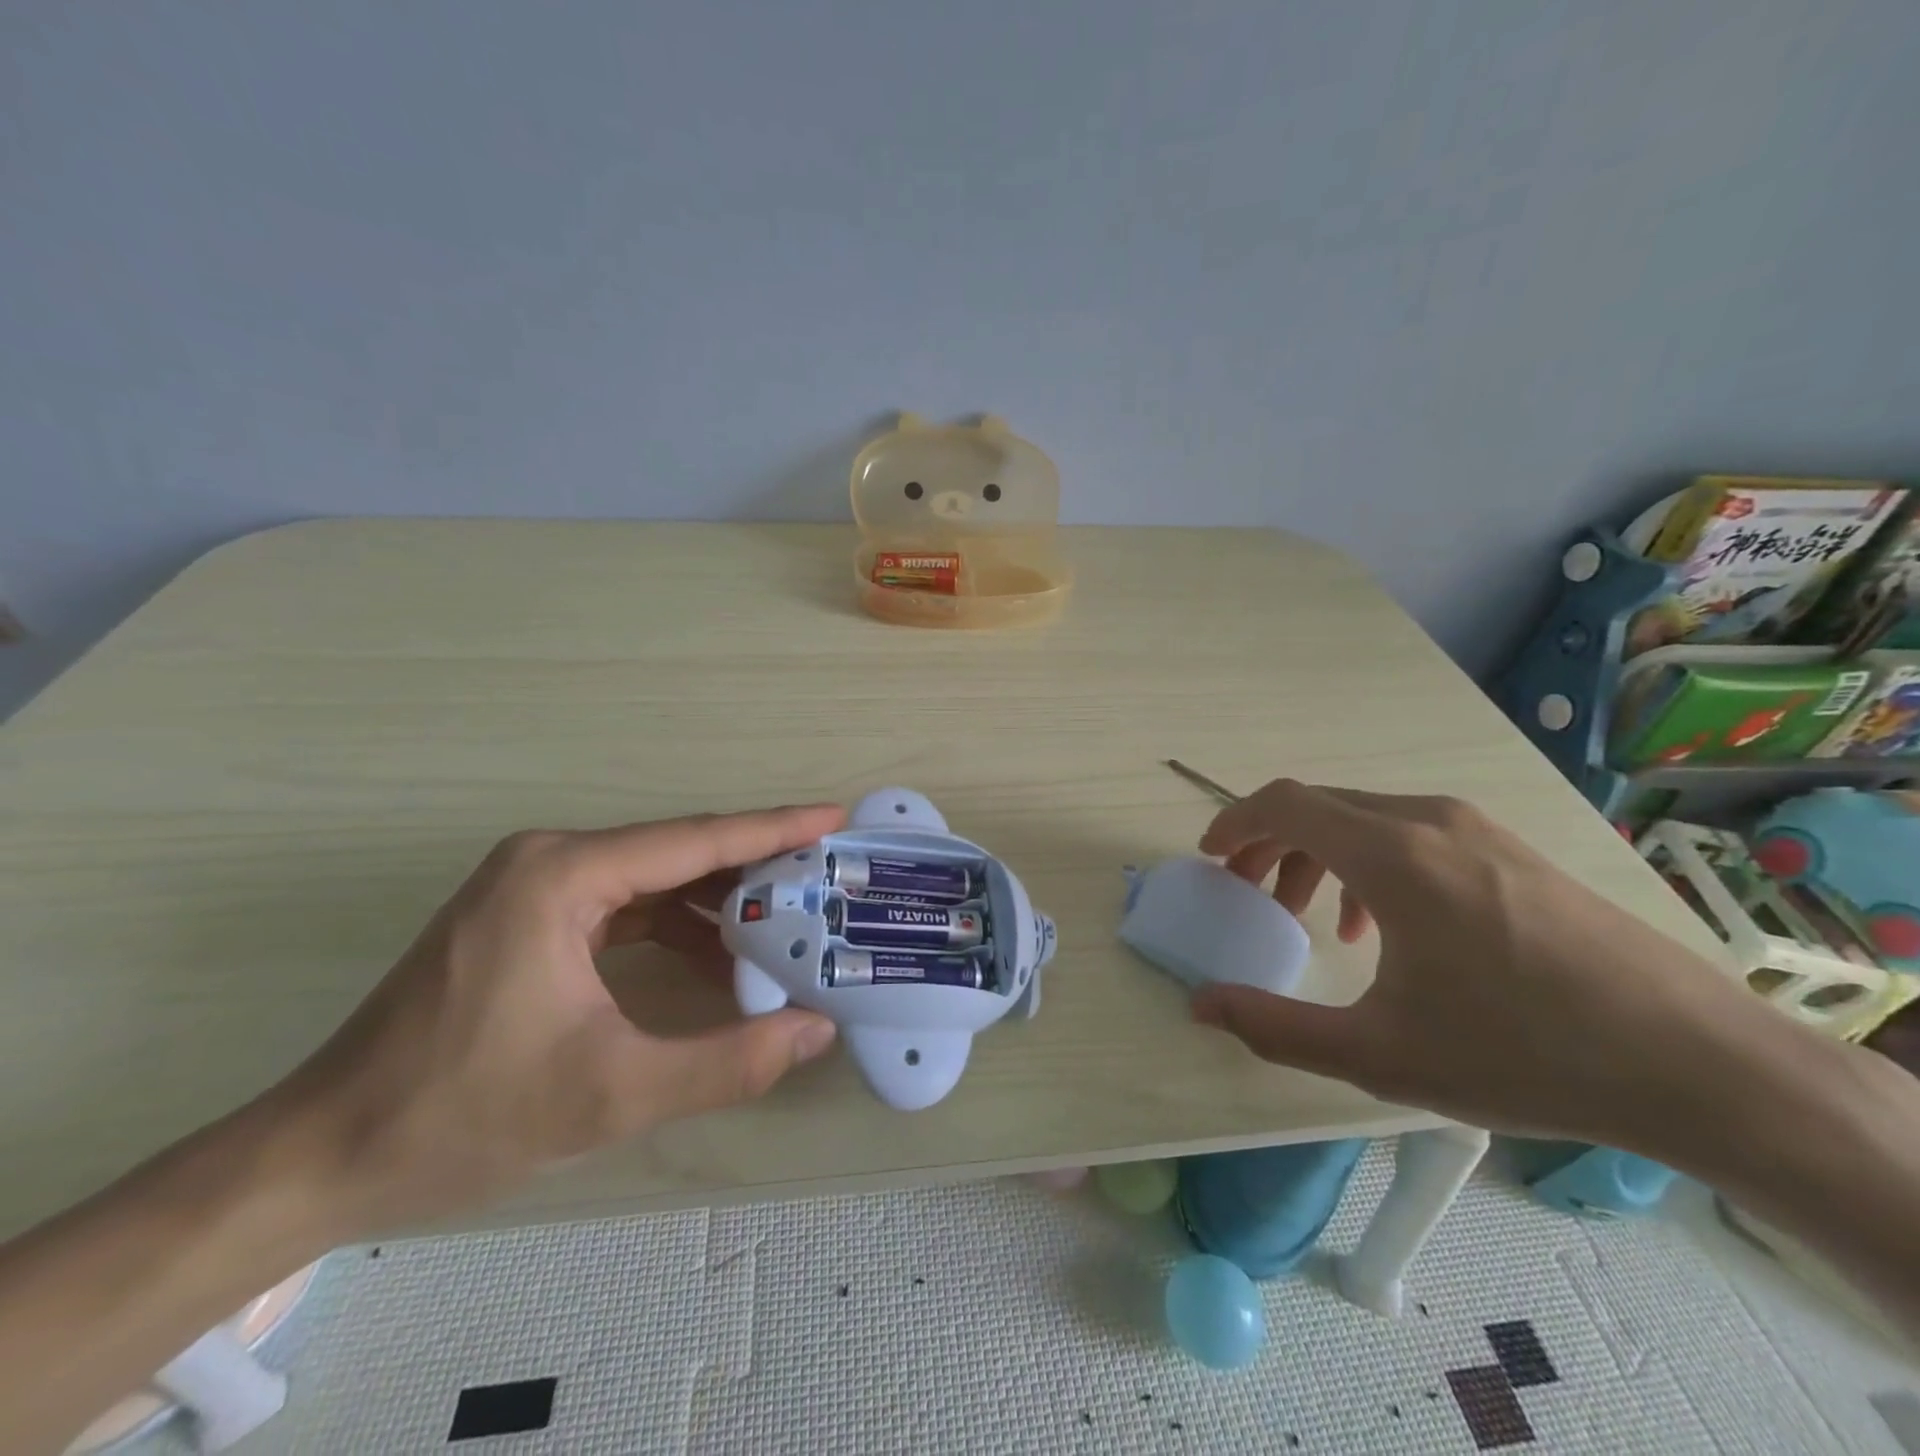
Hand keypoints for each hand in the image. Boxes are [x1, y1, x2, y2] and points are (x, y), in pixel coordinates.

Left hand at [268, 805, 845, 1233]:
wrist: (323, 1157)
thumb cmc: (462, 1116)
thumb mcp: (610, 1095)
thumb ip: (727, 1062)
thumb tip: (816, 1031)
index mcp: (563, 876)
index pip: (694, 841)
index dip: (773, 829)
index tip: (832, 816)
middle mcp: (550, 860)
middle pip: (677, 852)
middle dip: (754, 868)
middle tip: (823, 878)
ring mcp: (534, 886)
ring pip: (653, 877)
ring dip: (716, 901)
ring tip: (784, 923)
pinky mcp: (528, 917)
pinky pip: (624, 904)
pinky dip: (675, 924)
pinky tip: (715, 956)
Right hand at [1189, 780, 1782, 1148]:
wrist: (1699, 1063)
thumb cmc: (1522, 1053)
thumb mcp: (1379, 1054)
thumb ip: (1274, 1027)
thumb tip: (1201, 1006)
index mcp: (1392, 854)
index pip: (1285, 803)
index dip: (1234, 821)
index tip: (1210, 856)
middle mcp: (1429, 821)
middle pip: (1320, 807)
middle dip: (1270, 843)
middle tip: (1247, 893)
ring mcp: (1477, 830)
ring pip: (1366, 819)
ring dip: (1319, 854)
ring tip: (1310, 917)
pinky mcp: (1510, 850)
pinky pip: (1412, 834)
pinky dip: (1369, 862)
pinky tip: (1385, 928)